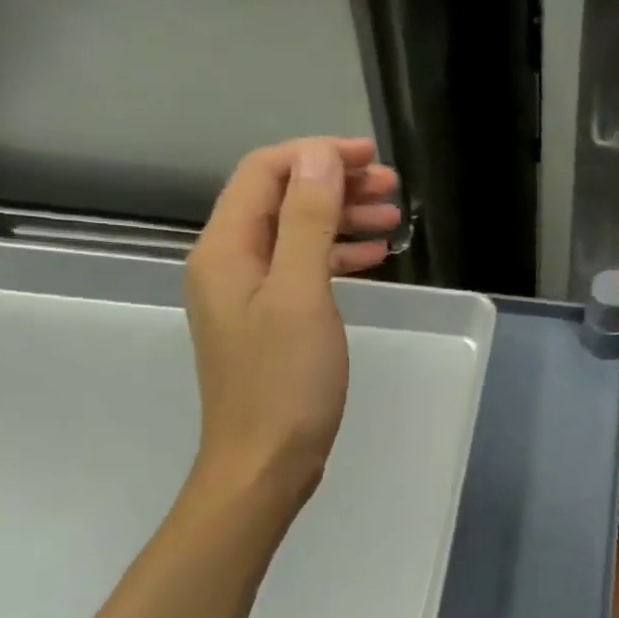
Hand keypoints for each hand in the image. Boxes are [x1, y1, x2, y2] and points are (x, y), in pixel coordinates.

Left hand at [184, 138, 399, 504]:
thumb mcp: (301, 293)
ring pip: (296, 234)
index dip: (317, 156)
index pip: (265, 173)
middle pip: (280, 200)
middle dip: (334, 184)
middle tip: (391, 189)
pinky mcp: (269, 320)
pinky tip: (372, 258)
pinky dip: (337, 255)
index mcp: (226, 249)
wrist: (265, 462)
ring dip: (341, 219)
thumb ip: (307, 220)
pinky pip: (303, 269)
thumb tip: (318, 157)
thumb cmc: (285, 380)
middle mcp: (229, 263)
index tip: (371, 159)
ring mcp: (248, 294)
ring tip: (392, 219)